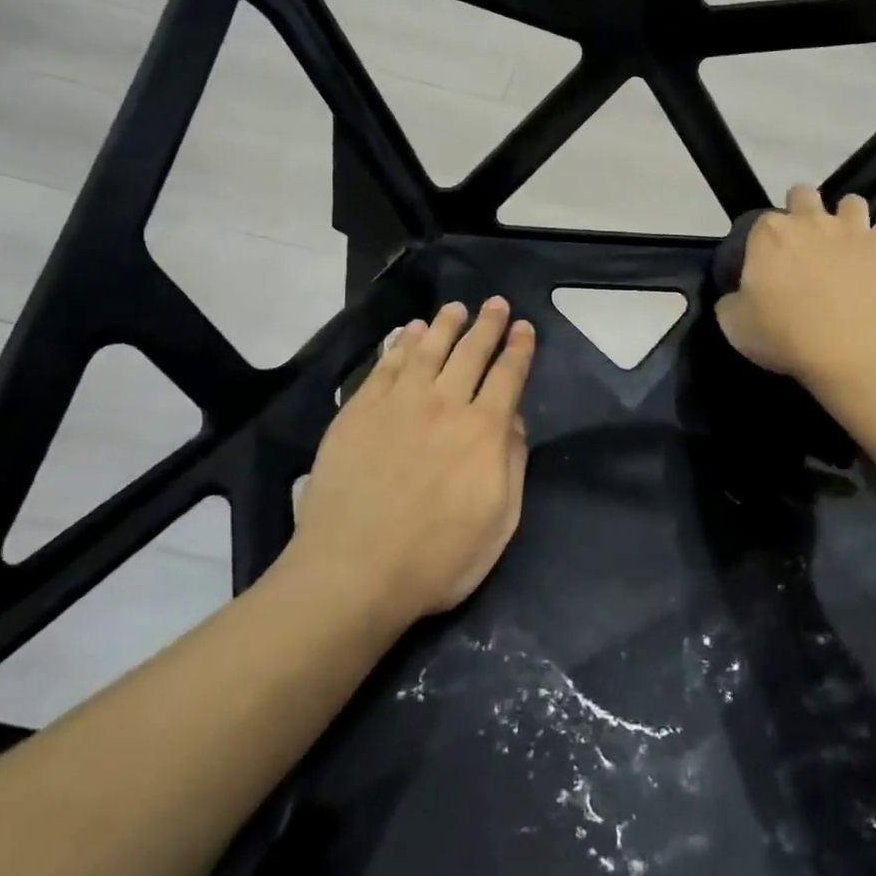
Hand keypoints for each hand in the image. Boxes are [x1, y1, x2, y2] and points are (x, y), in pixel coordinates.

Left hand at [285, 298, 535, 624]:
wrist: (352, 572)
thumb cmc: (436, 558)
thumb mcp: (499, 523)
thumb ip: (512, 465)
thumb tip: (515, 422)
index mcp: (484, 431)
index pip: (508, 376)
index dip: (518, 348)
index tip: (523, 327)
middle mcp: (445, 405)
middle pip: (471, 352)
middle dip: (488, 325)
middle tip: (496, 303)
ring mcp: (398, 404)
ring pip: (428, 349)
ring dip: (445, 324)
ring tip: (456, 308)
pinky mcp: (359, 411)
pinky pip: (386, 365)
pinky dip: (400, 343)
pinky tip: (408, 332)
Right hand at [714, 184, 875, 382]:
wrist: (851, 346)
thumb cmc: (784, 334)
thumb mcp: (735, 325)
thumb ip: (732, 303)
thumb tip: (737, 298)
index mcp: (769, 234)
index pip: (760, 223)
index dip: (764, 243)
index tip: (767, 267)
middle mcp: (811, 220)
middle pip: (803, 194)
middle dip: (803, 210)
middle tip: (804, 247)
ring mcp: (854, 229)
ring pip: (852, 203)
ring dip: (849, 220)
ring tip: (847, 248)